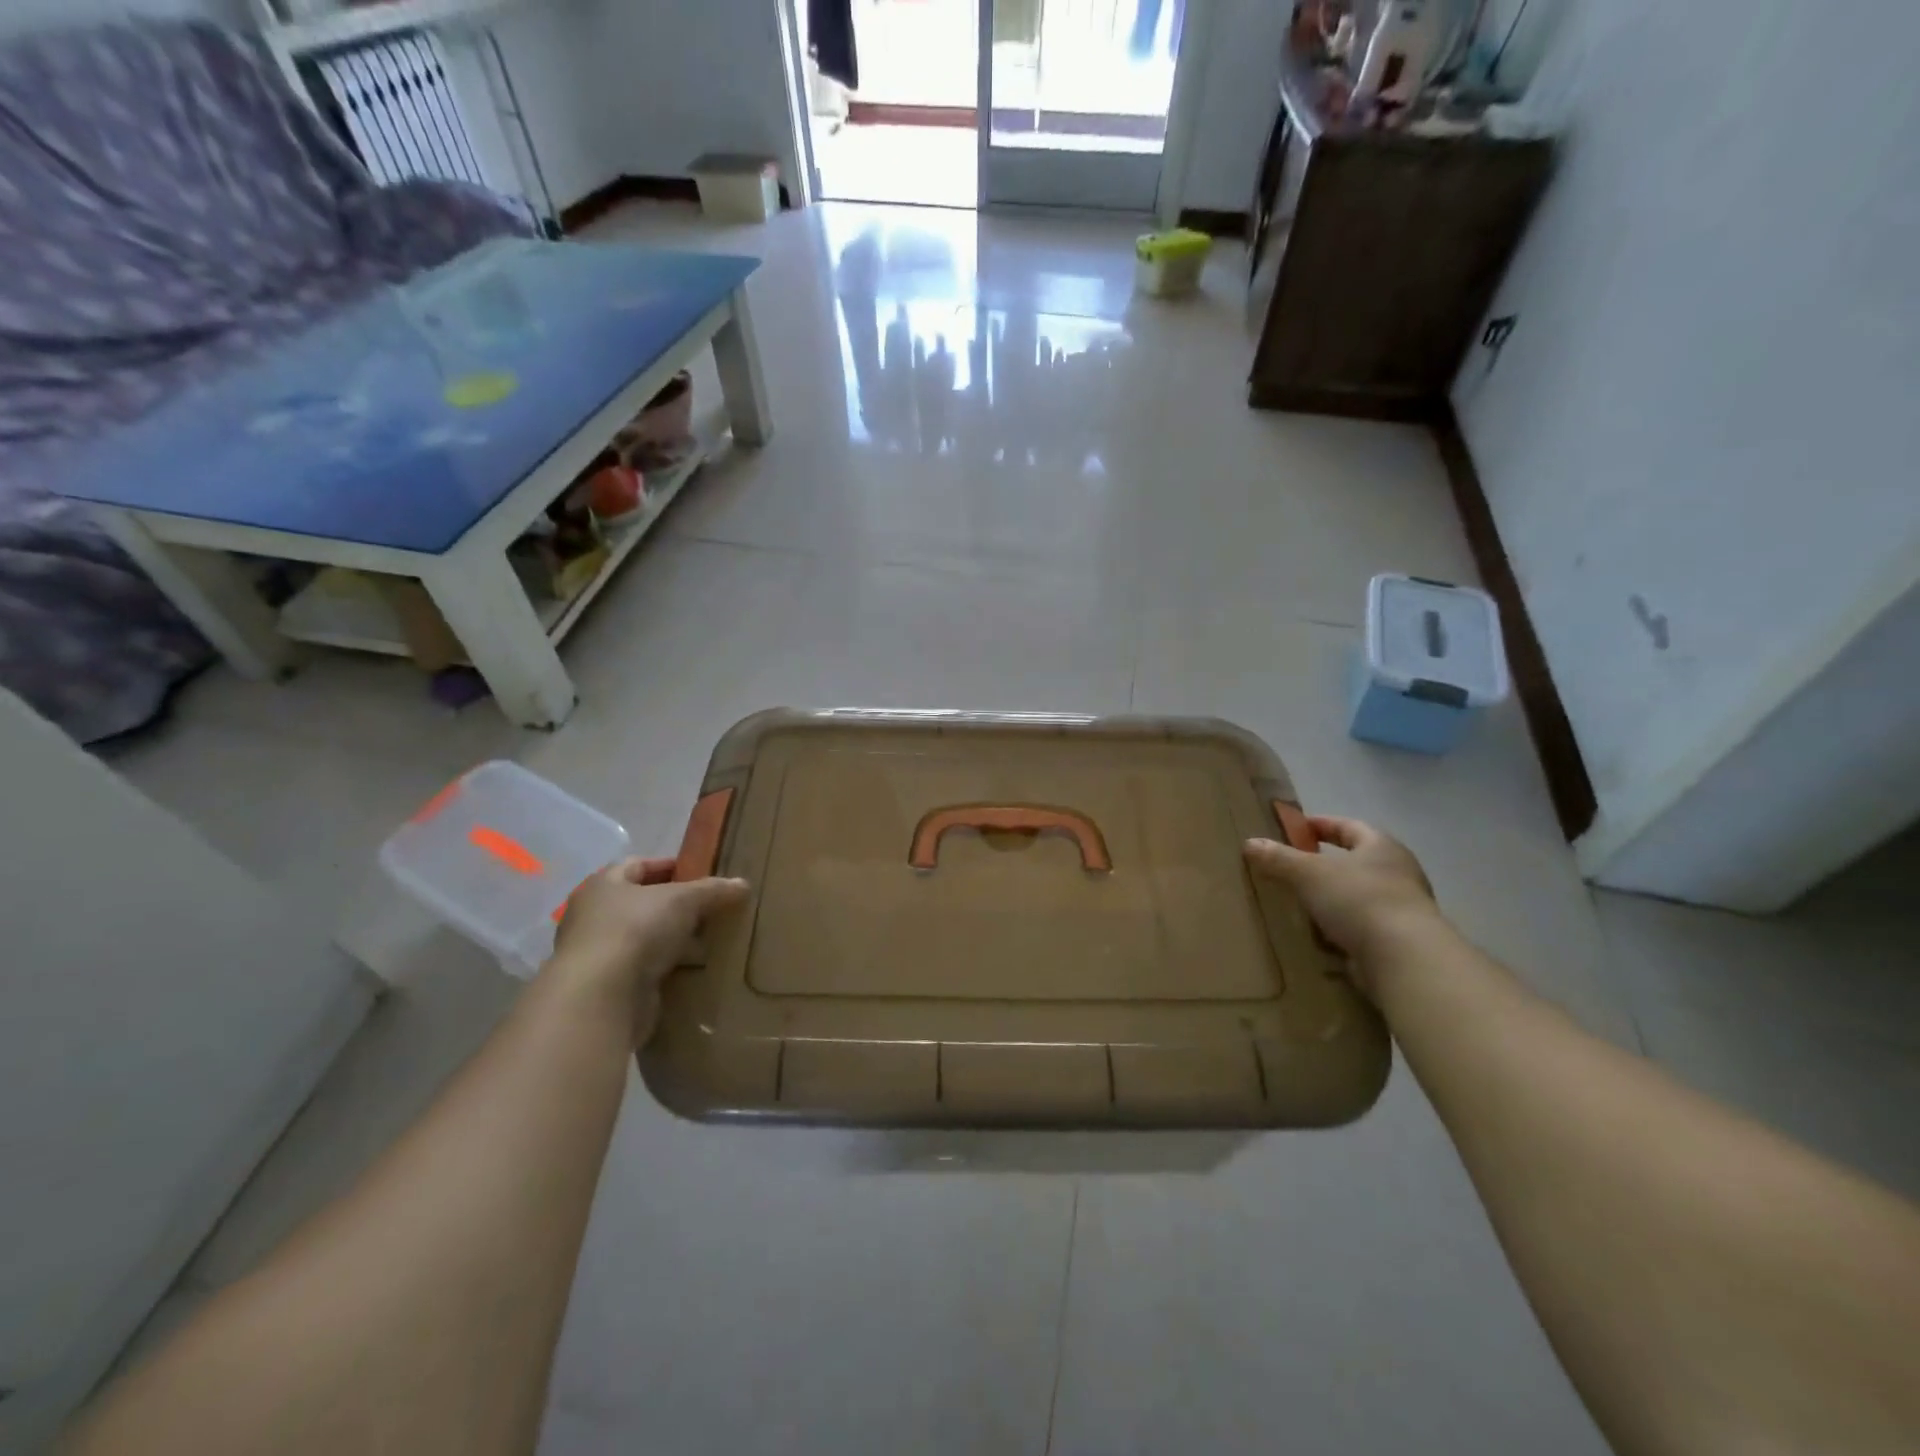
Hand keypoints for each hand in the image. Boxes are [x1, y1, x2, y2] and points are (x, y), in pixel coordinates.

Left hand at [549, 857, 748, 1041]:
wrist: (602, 998)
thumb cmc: (637, 930)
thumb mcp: (684, 900)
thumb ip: (712, 890)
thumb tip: (742, 884)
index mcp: (603, 885)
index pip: (638, 865)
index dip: (669, 865)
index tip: (700, 872)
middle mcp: (594, 915)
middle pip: (641, 902)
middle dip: (675, 905)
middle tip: (709, 907)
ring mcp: (597, 953)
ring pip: (643, 937)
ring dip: (671, 938)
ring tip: (707, 938)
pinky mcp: (607, 986)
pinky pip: (643, 968)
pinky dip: (665, 966)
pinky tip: (691, 968)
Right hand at [1244, 817, 1442, 992]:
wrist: (1403, 958)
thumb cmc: (1358, 899)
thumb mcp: (1308, 873)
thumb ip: (1279, 858)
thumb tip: (1250, 842)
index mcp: (1381, 846)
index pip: (1348, 826)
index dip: (1321, 825)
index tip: (1296, 829)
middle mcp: (1398, 872)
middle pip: (1357, 861)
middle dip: (1326, 864)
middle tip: (1294, 868)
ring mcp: (1403, 908)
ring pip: (1359, 895)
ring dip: (1333, 899)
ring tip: (1301, 904)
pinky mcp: (1400, 941)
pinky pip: (1363, 926)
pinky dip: (1342, 928)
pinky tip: (1319, 936)